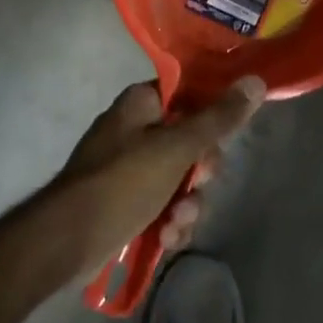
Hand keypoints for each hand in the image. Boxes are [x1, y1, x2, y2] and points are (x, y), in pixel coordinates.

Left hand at [35, 78, 265, 284]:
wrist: (66, 241)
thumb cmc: (122, 182)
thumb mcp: (176, 148)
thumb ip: (218, 119)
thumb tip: (256, 81)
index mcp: (141, 103)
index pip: (189, 93)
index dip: (212, 114)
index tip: (226, 137)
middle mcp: (136, 129)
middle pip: (191, 142)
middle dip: (200, 174)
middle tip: (199, 185)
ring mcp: (130, 168)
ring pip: (181, 179)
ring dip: (187, 205)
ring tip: (175, 224)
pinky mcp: (127, 202)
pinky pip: (164, 205)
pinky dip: (169, 221)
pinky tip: (165, 239)